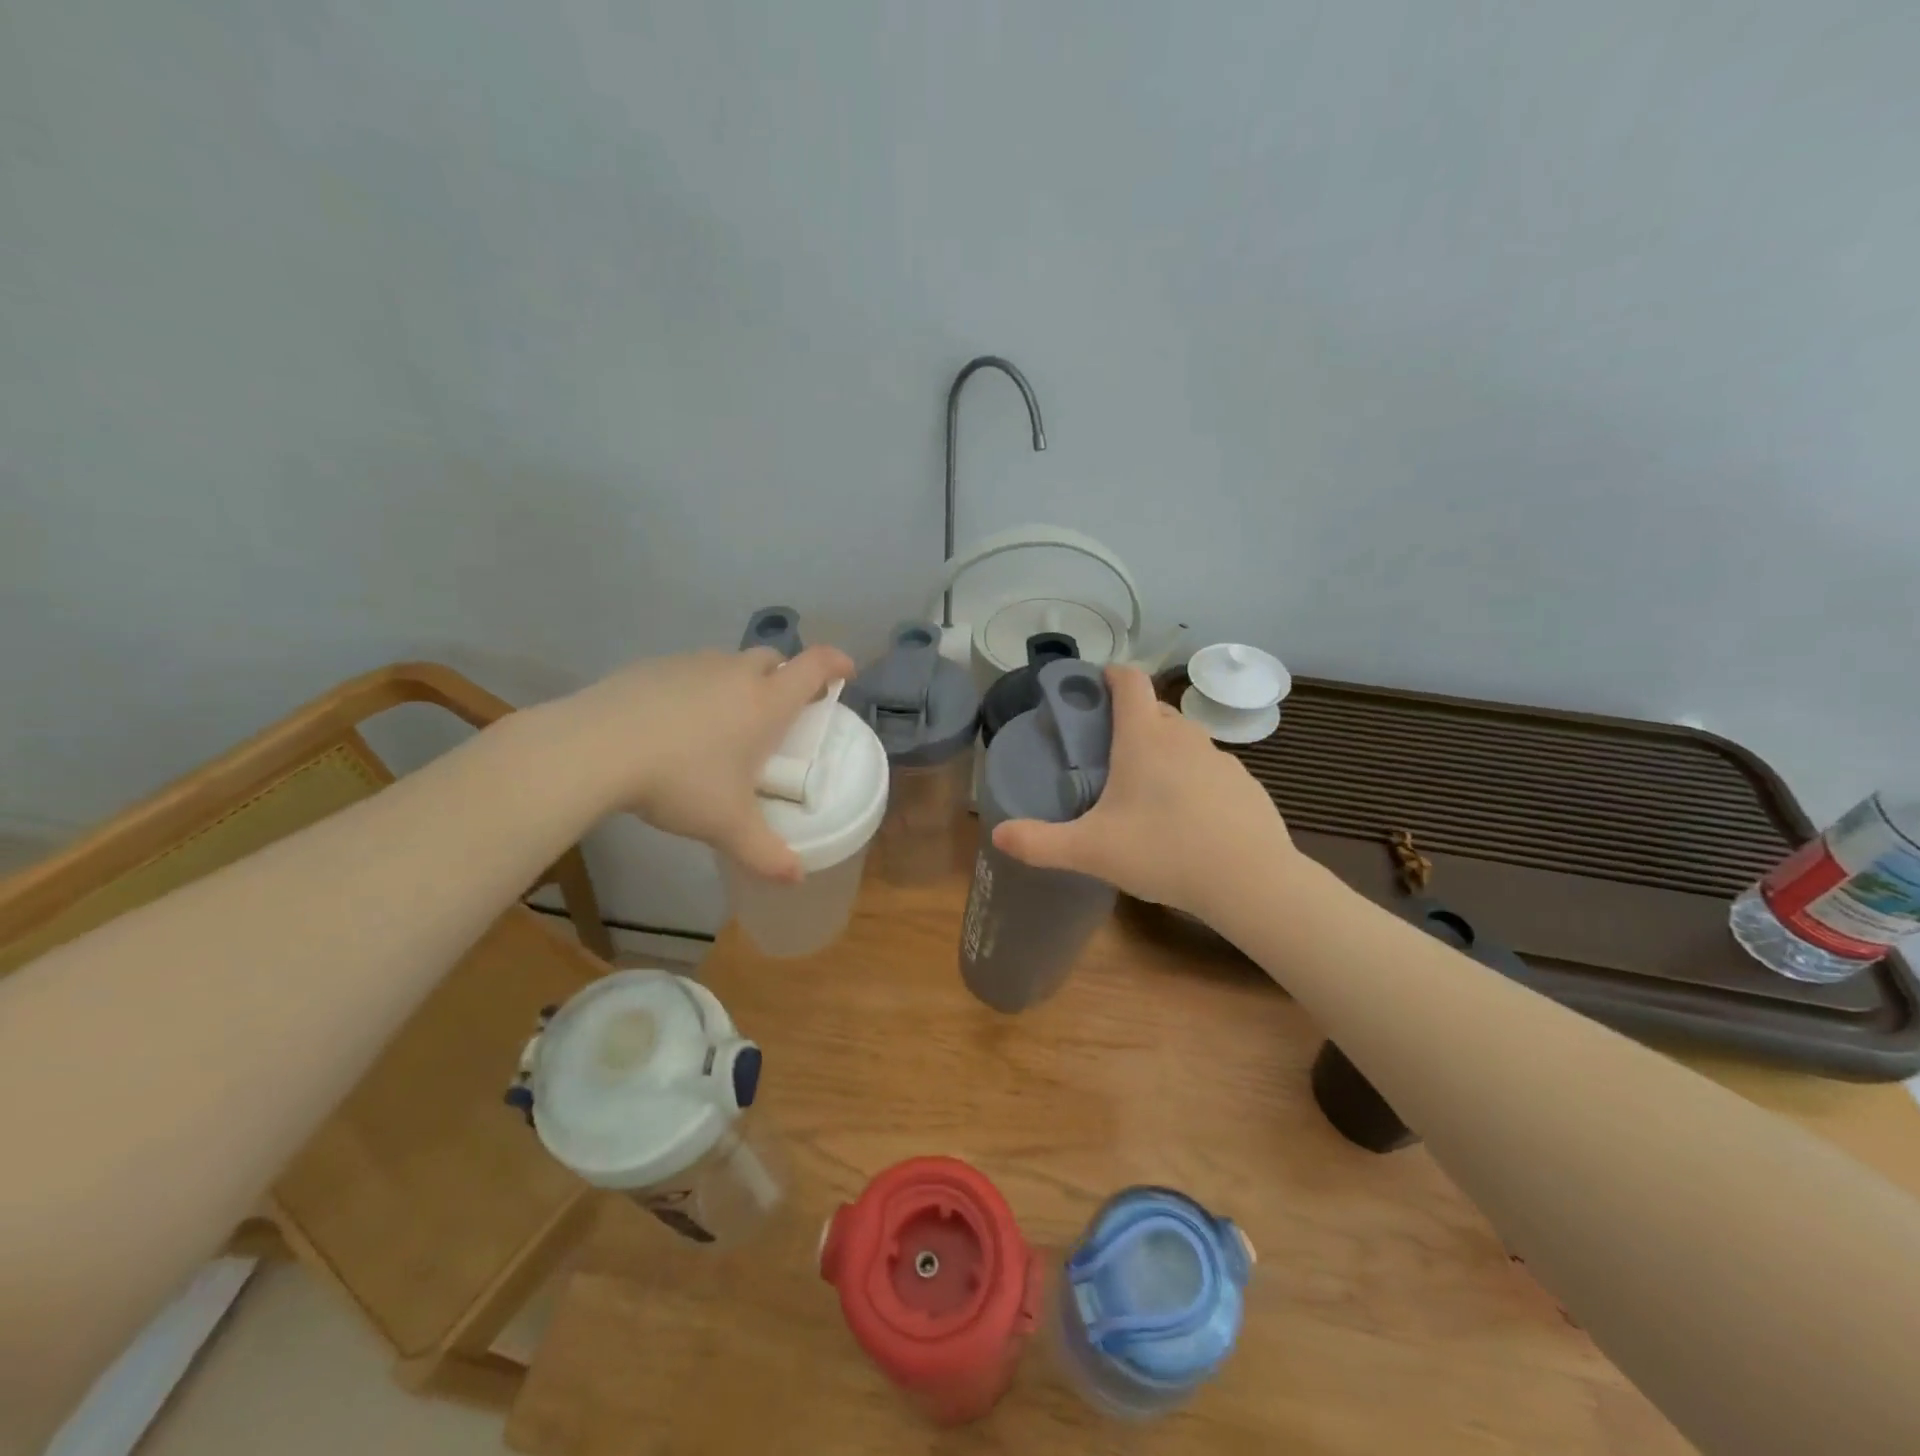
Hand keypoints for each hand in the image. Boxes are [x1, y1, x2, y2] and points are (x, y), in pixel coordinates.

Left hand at [549, 645, 853, 881]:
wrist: (595, 748)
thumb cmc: (680, 781)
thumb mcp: (727, 826)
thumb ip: (766, 853)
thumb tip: (797, 879)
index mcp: (766, 702)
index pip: (816, 665)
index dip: (837, 664)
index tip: (846, 675)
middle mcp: (735, 674)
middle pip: (774, 658)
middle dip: (786, 677)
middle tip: (781, 712)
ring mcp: (692, 665)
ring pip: (729, 663)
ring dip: (740, 682)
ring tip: (725, 723)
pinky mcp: (653, 667)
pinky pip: (690, 671)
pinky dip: (697, 689)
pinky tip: (675, 724)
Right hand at [990, 665, 1297, 919]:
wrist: (1250, 881)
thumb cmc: (1163, 852)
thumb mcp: (1091, 851)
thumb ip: (1040, 843)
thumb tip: (998, 835)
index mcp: (1144, 738)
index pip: (1130, 682)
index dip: (1111, 674)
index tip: (1095, 683)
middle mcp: (1184, 737)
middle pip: (1155, 710)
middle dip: (1132, 719)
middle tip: (1108, 752)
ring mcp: (1220, 759)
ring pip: (1185, 740)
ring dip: (1163, 750)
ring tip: (1146, 789)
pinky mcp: (1245, 784)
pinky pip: (1210, 769)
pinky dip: (1193, 779)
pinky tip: (1187, 817)